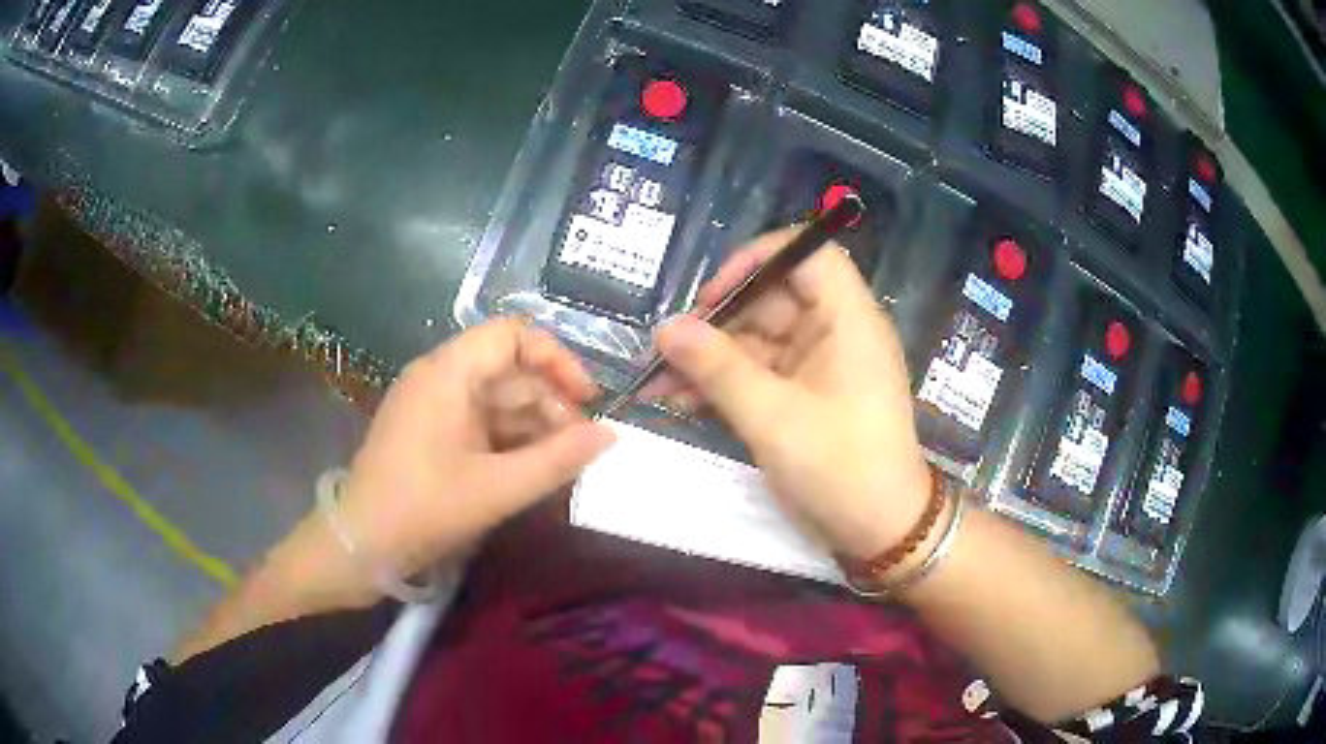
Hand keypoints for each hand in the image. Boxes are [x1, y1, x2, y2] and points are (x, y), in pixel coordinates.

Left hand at [339, 319, 615, 580]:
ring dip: (533, 427)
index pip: (513, 335)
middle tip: (580, 448)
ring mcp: (432, 405)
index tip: (587, 399)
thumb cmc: (424, 509)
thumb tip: (611, 435)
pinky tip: (532, 470)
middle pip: (509, 370)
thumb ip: (559, 460)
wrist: (360, 544)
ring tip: (562, 465)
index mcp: (448, 373)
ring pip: (497, 400)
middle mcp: (439, 377)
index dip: (556, 359)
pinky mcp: (430, 432)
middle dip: (550, 403)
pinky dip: (509, 441)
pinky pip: (479, 423)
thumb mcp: (498, 488)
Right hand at [655, 229, 930, 560]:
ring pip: (758, 340)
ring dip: (710, 358)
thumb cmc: (839, 468)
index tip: (713, 294)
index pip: (807, 253)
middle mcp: (836, 332)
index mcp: (848, 320)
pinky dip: (724, 384)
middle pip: (772, 299)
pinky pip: (760, 373)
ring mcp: (819, 365)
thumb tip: (665, 328)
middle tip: (666, 350)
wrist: (880, 532)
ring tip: (657, 383)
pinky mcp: (806, 395)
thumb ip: (717, 368)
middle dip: (717, 322)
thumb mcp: (772, 417)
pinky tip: (680, 401)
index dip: (757, 259)